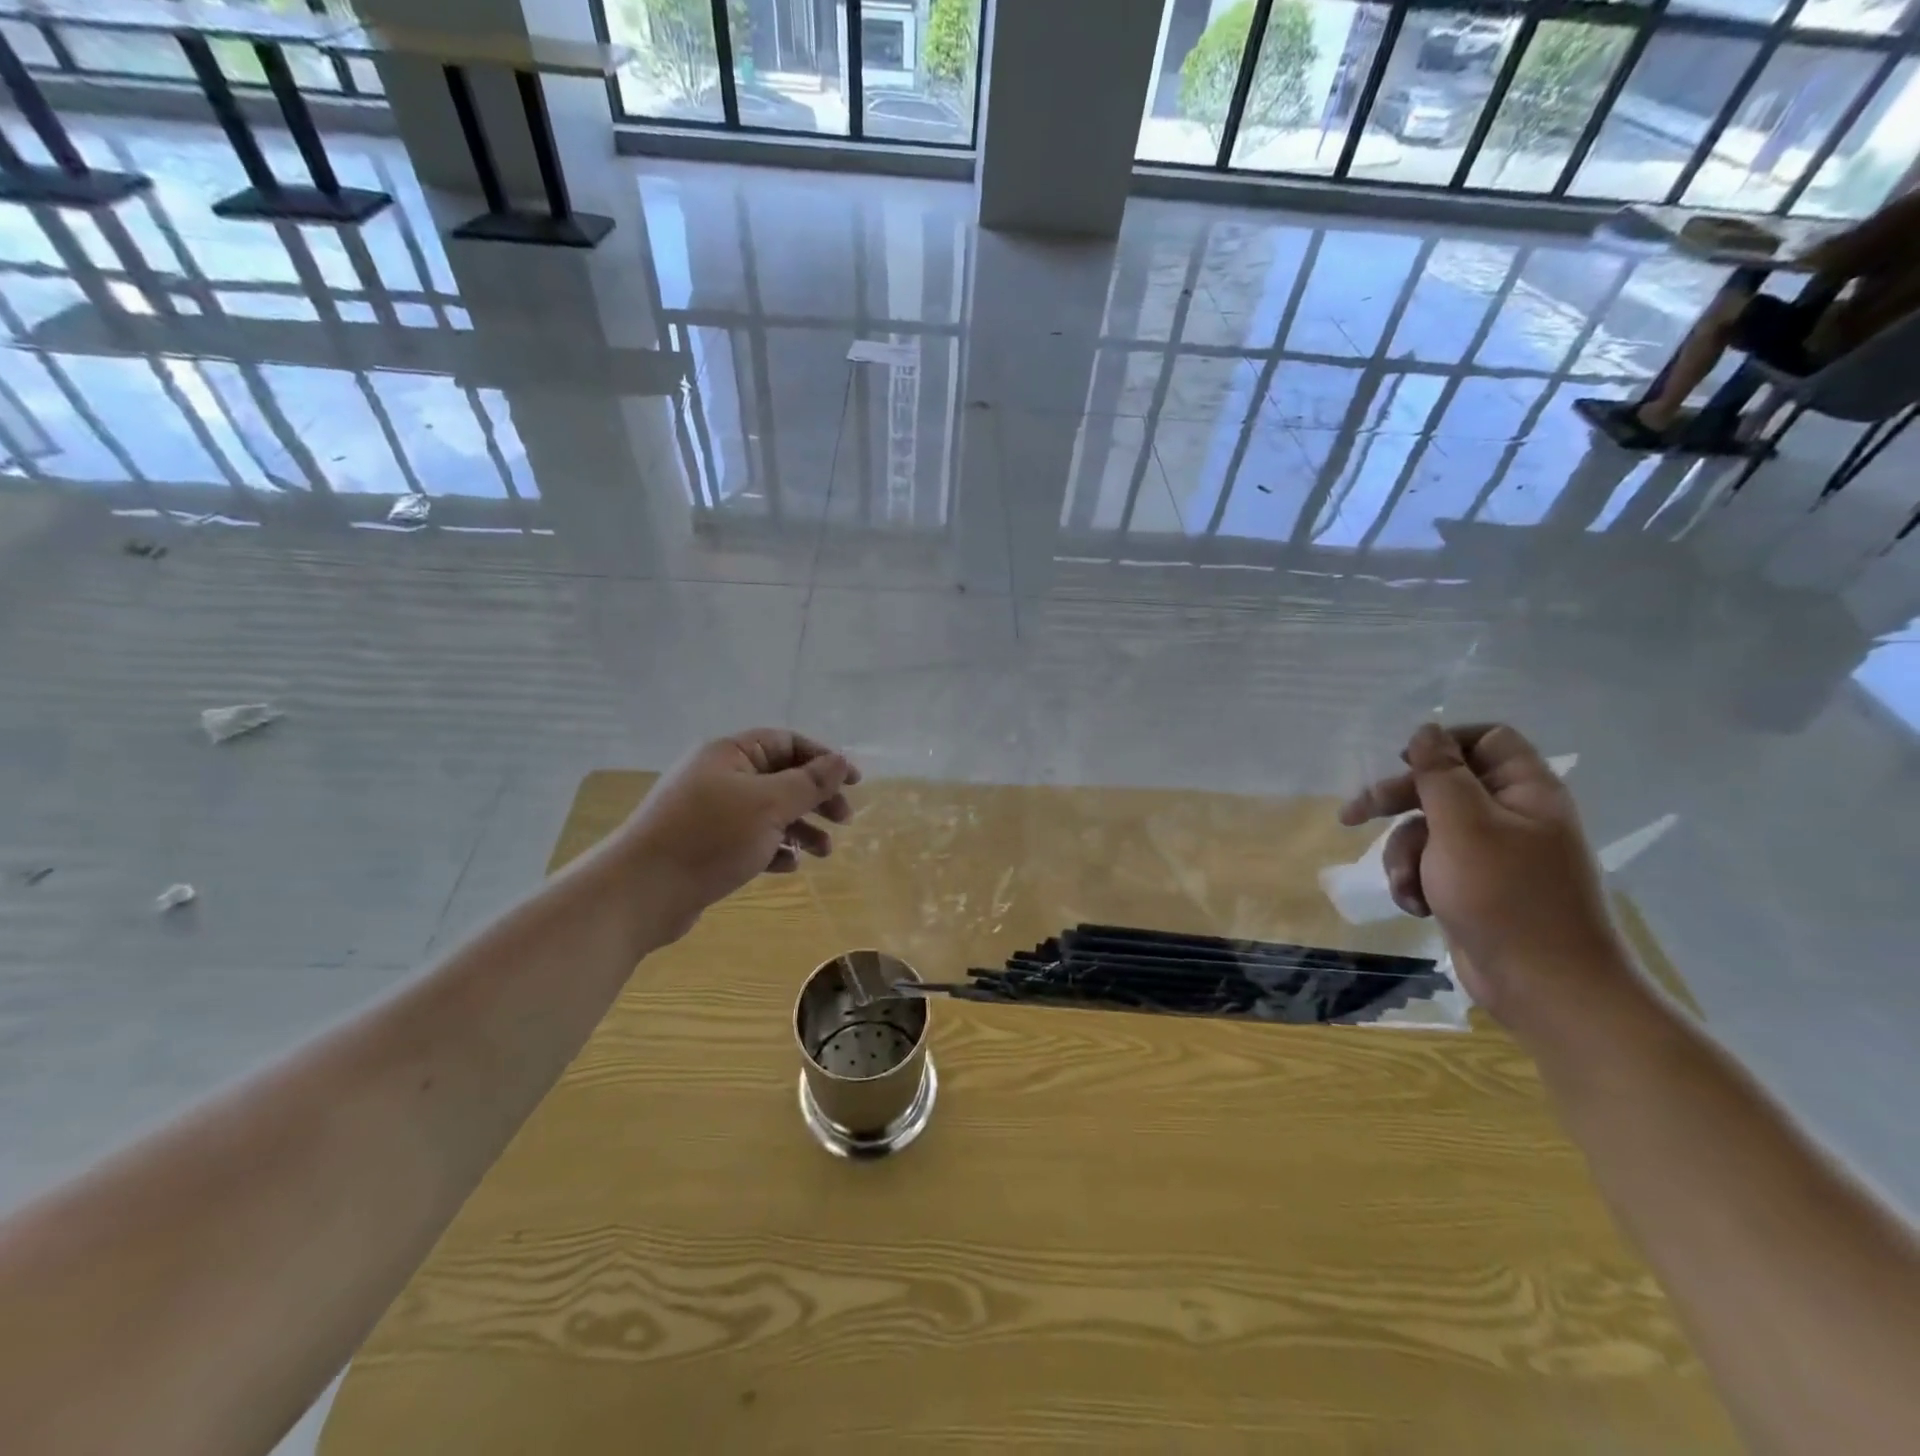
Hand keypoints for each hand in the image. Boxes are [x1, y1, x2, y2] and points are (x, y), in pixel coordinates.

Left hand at [619, 729, 860, 943]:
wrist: (640, 892)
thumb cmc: (709, 837)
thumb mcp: (768, 805)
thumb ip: (809, 782)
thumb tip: (840, 760)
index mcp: (730, 754)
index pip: (787, 742)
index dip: (823, 759)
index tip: (854, 783)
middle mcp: (720, 776)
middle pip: (781, 777)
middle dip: (816, 798)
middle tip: (844, 820)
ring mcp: (711, 813)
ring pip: (769, 812)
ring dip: (801, 828)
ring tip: (824, 852)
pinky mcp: (707, 846)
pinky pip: (751, 839)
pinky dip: (774, 849)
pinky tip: (789, 867)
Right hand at [1338, 723, 1623, 1027]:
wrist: (1545, 986)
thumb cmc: (1505, 895)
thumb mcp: (1462, 825)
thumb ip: (1439, 773)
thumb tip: (1426, 730)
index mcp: (1525, 791)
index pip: (1487, 740)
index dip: (1443, 744)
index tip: (1402, 761)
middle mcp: (1512, 816)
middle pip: (1442, 786)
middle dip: (1396, 803)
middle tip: (1353, 815)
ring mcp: (1493, 855)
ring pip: (1427, 830)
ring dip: (1403, 855)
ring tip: (1407, 886)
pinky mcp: (1475, 887)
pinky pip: (1431, 866)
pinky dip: (1415, 881)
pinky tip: (1416, 905)